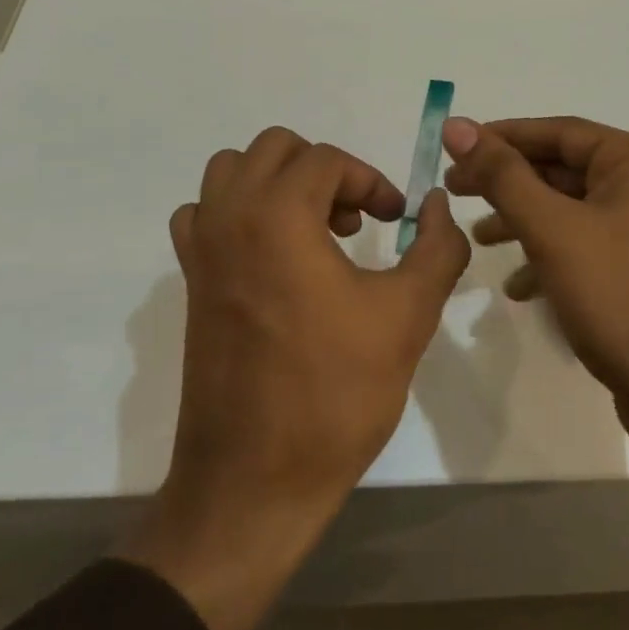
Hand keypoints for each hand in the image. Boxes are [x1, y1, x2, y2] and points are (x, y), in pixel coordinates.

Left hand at [120, 127, 469, 629]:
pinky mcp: (190, 282)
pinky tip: (271, 255)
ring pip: (232, 172)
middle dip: (325, 171)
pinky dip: (239, 212)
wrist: (255, 481)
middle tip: (355, 220)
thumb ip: (437, 246)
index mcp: (277, 215)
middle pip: (275, 149)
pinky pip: (205, 215)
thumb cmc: (336, 393)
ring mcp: (200, 249)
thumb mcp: (408, 314)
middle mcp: (229, 217)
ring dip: (278, 182)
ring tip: (314, 229)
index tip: (396, 220)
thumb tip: (438, 203)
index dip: (371, 181)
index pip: (327, 160)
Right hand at [441, 116, 628, 572]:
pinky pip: (586, 247)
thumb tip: (457, 126)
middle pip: (564, 169)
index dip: (501, 136)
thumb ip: (502, 175)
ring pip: (571, 211)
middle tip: (454, 191)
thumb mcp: (553, 230)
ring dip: (523, 221)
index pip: (559, 132)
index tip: (453, 146)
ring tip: (478, 239)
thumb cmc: (622, 298)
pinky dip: (549, 257)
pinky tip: (519, 287)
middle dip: (508, 182)